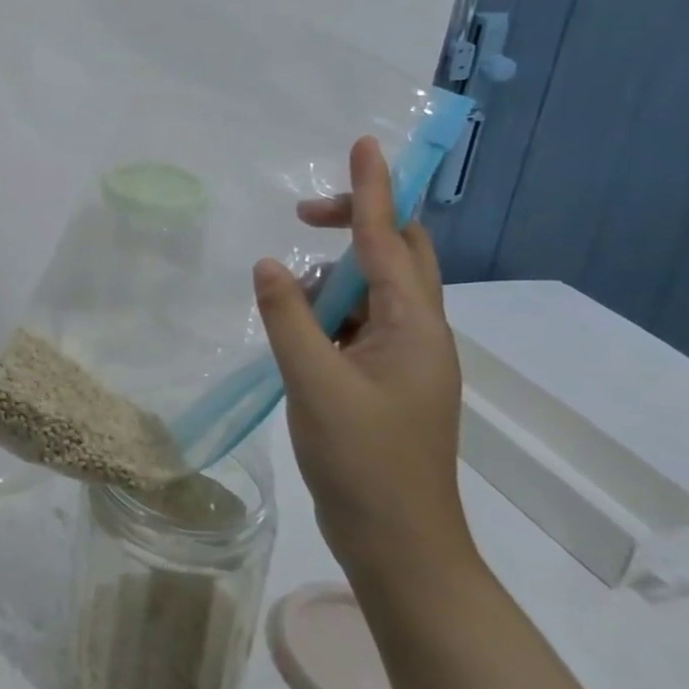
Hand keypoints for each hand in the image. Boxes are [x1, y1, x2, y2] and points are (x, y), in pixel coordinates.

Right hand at [252, 137, 477, 591]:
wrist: (398, 544)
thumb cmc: (363, 461)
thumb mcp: (314, 382)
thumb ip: (288, 316)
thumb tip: (269, 263)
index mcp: (415, 326)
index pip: (389, 239)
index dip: (374, 188)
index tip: (365, 144)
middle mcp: (419, 333)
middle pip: (396, 254)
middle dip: (355, 223)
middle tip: (303, 216)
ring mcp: (405, 358)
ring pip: (372, 291)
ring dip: (331, 279)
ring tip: (287, 301)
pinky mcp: (386, 379)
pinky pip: (357, 323)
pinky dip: (327, 313)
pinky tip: (295, 332)